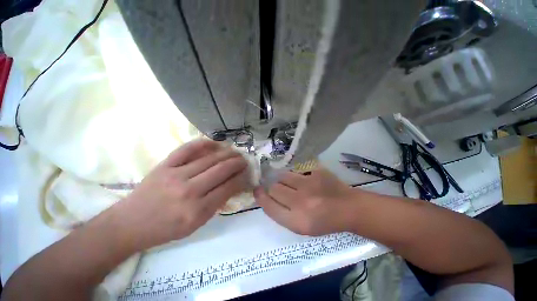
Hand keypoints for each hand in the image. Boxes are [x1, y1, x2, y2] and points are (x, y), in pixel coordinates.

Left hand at [115, 139, 249, 250]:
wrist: (134, 222)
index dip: (240, 179)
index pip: (226, 189)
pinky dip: (201, 144)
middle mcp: (189, 191)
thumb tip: (226, 190)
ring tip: (234, 151)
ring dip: (224, 154)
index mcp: (197, 211)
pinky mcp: (164, 166)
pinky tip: (213, 143)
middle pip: (219, 171)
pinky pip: (186, 150)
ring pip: (207, 159)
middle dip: (236, 164)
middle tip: (244, 160)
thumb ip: (210, 209)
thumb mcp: (192, 228)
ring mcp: (175, 175)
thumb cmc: (164, 230)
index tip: (247, 174)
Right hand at [254, 168, 359, 235]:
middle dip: (272, 189)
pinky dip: (297, 176)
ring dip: (282, 180)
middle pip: (273, 188)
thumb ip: (282, 215)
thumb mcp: (302, 228)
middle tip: (278, 190)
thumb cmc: (325, 223)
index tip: (258, 191)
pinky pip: (298, 171)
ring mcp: (310, 185)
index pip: (269, 206)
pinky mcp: (317, 172)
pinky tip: (305, 182)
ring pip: (283, 176)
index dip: (260, 198)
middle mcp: (300, 202)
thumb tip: (266, 198)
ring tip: (290, 184)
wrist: (349, 209)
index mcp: (296, 221)